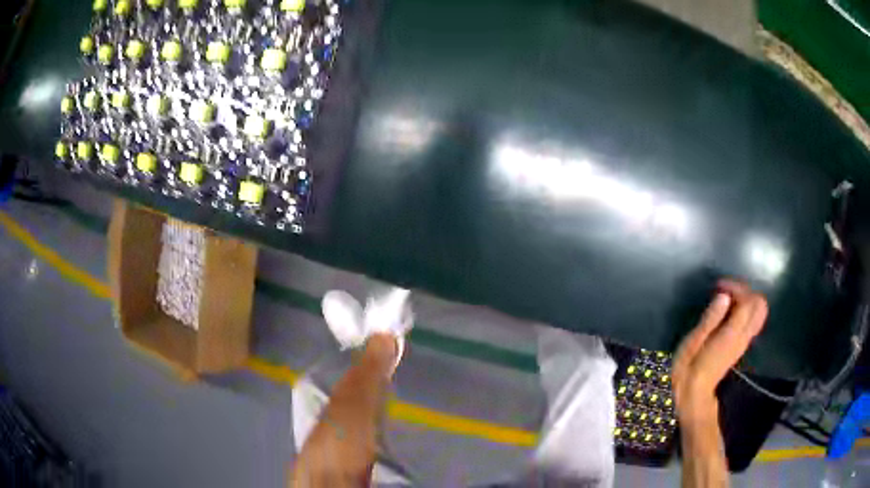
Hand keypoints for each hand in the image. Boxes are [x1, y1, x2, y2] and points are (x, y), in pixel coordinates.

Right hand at [672, 280, 767, 427]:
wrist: (693, 396)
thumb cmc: (687, 369)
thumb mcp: (692, 343)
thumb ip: (710, 319)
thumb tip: (724, 296)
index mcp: (732, 334)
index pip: (747, 301)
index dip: (736, 287)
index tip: (718, 287)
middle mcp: (743, 336)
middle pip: (760, 305)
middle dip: (745, 291)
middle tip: (726, 292)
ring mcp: (744, 341)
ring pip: (759, 312)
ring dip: (746, 299)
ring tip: (726, 300)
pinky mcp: (741, 345)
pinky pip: (753, 320)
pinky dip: (745, 309)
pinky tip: (727, 312)